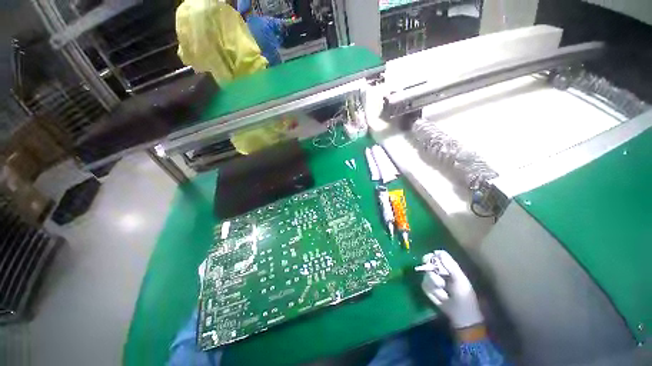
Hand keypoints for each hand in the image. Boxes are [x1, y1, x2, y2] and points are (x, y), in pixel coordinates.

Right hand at [421, 250, 483, 328]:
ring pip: (425, 276)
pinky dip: (432, 293)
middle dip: (432, 274)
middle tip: (441, 284)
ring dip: (435, 286)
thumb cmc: (465, 297)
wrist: (462, 316)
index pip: (435, 255)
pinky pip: (424, 285)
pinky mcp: (427, 288)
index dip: (431, 257)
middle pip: (427, 263)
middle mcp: (438, 271)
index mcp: (448, 267)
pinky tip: (440, 299)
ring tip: (445, 295)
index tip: (430, 261)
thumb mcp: (460, 280)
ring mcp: (432, 279)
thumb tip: (437, 251)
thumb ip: (451, 265)